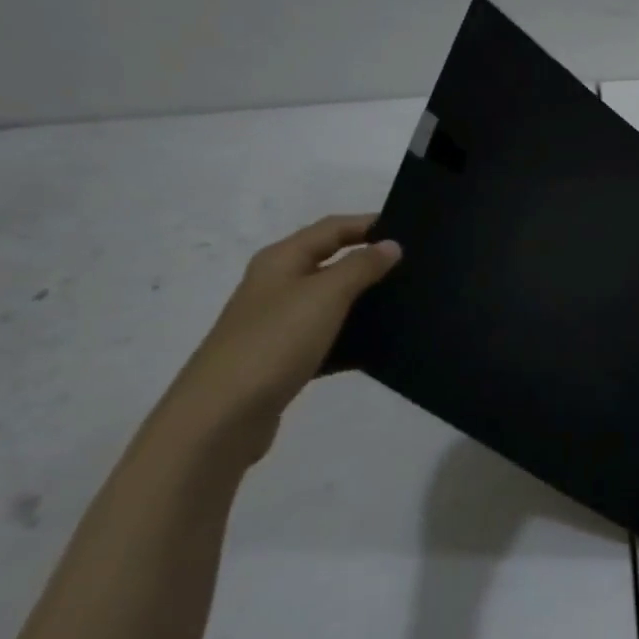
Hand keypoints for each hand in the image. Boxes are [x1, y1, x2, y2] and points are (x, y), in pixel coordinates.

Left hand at [159, 215, 401, 460]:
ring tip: (407, 305)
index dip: (368, 224)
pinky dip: (352, 338)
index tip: (411, 230)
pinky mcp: (284, 358)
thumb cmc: (275, 342)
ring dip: (364, 301)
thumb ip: (360, 267)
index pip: (332, 228)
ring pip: (331, 302)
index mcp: (281, 260)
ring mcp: (278, 323)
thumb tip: (391, 245)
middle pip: (330, 262)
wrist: (223, 414)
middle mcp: (277, 285)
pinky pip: (327, 338)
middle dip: (370, 262)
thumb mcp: (324, 296)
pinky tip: (380, 348)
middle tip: (415, 268)